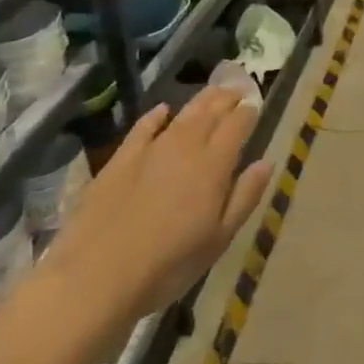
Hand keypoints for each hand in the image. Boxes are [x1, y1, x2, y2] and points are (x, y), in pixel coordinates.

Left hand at [45, 87, 270, 322]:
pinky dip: (156, 116)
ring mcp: (149, 151)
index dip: (248, 112)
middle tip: (237, 88)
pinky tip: (162, 110)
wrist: (97, 276)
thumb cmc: (170, 264)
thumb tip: (266, 162)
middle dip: (226, 98)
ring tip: (212, 92)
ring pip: (181, 115)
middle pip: (210, 113)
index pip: (237, 126)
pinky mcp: (119, 160)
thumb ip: (245, 195)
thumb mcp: (220, 237)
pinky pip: (142, 128)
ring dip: (199, 101)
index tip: (255, 104)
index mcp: (214, 165)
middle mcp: (184, 148)